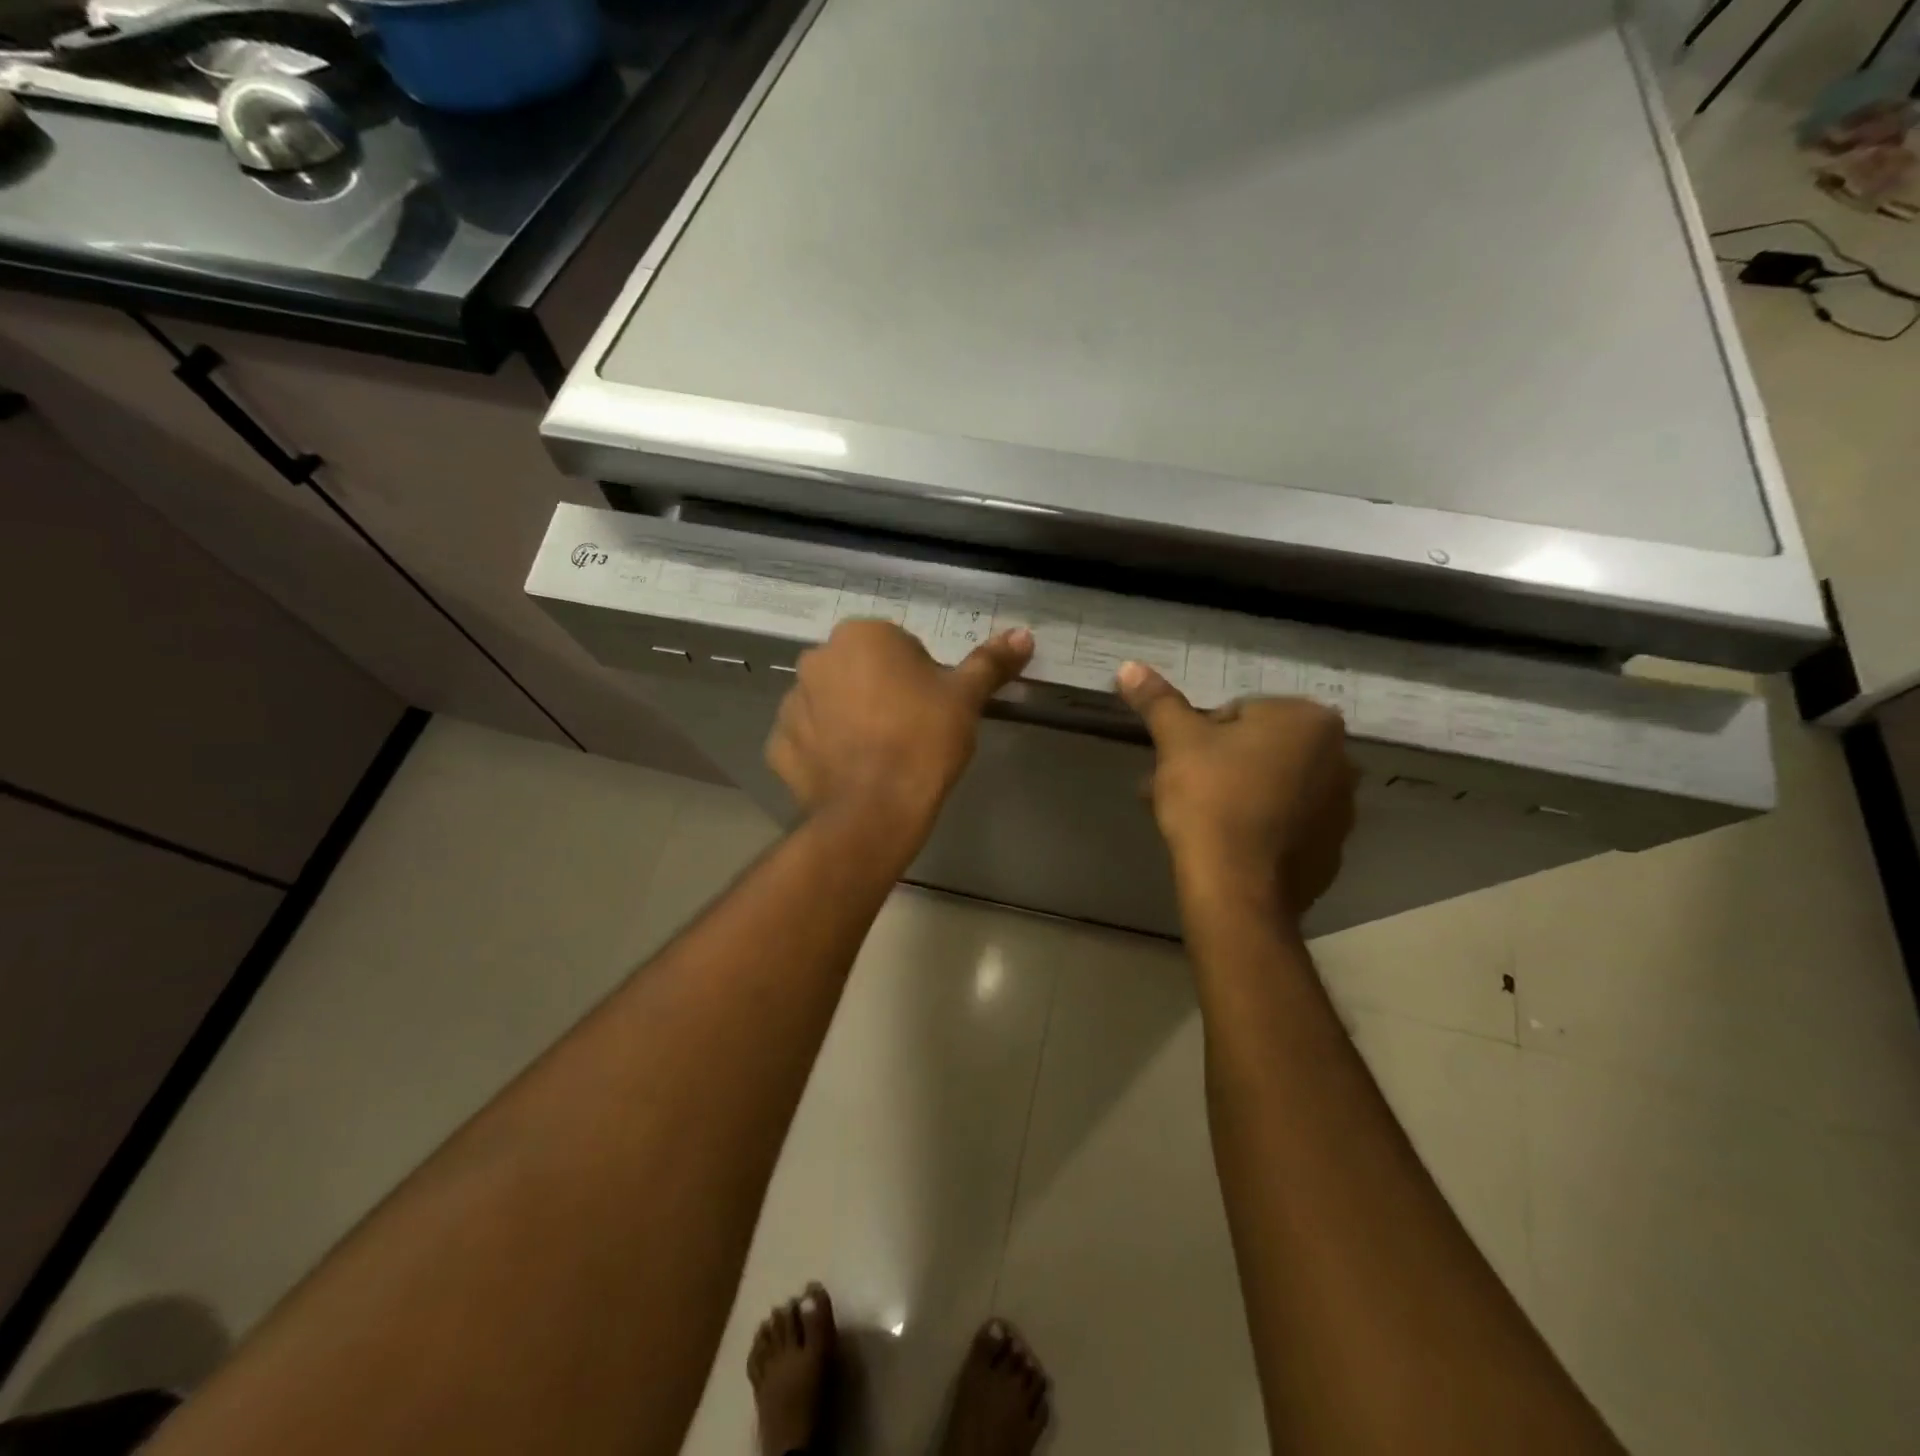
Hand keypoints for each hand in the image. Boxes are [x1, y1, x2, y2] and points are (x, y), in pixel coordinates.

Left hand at [767, 620, 1033, 845]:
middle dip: (881, 693)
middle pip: (860, 671)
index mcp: (861, 635)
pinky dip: (824, 751)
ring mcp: (791, 703)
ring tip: (879, 756)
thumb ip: (990, 662)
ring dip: (849, 719)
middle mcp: (817, 659)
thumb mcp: (965, 698)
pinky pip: (808, 739)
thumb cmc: (923, 741)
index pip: (898, 646)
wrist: (874, 811)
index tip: (932, 709)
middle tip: (909, 732)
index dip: (921, 678)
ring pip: (831, 703)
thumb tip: (1024, 634)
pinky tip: (850, 773)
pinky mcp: (778, 745)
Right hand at [1117, 661, 1357, 923]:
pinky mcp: (1332, 850)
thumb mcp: (1177, 742)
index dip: (1201, 736)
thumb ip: (1158, 701)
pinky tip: (1226, 845)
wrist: (1238, 886)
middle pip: (1258, 750)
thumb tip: (1129, 666)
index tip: (1181, 764)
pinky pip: (1286, 826)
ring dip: (1235, 795)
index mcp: (1309, 720)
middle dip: (1216, 766)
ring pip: (1272, 787)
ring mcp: (1341, 808)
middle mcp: (1340, 758)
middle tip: (1178, 791)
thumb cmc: (1210, 798)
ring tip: (1195, 822)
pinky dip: (1258, 828)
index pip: (1240, 713)